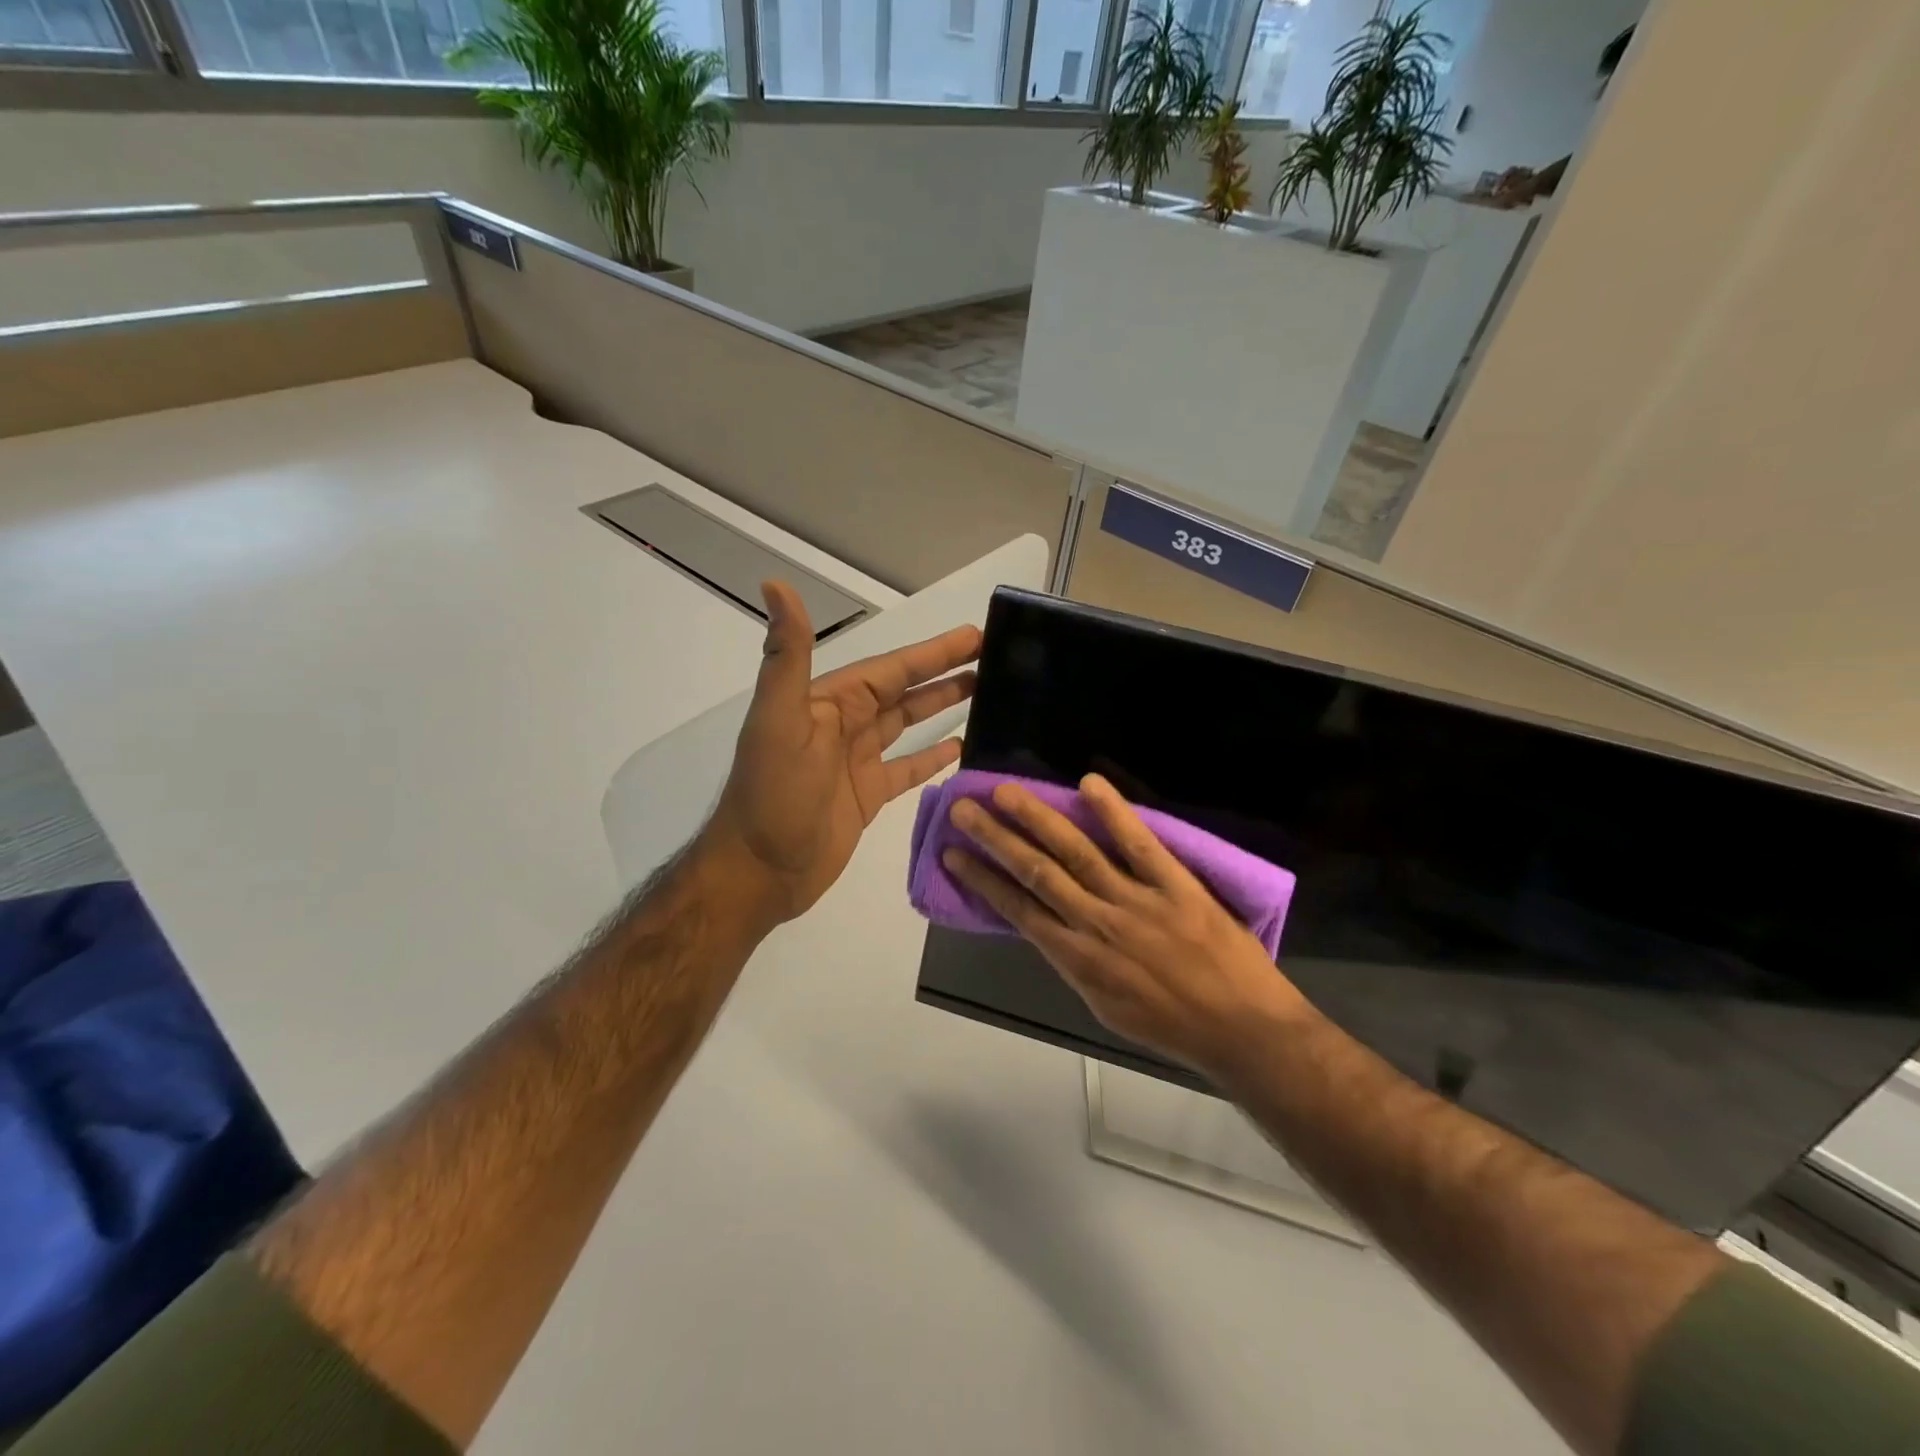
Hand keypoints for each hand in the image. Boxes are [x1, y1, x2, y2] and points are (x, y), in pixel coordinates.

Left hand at [706, 581, 981, 923]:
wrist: (758, 872)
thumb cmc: (773, 795)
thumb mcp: (779, 720)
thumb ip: (787, 656)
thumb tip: (775, 585)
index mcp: (829, 702)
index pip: (891, 668)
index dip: (932, 652)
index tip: (974, 635)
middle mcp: (845, 725)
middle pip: (904, 690)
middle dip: (945, 672)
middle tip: (993, 657)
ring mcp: (857, 761)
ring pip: (908, 724)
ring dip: (942, 706)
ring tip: (986, 693)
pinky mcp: (867, 795)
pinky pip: (907, 768)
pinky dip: (932, 756)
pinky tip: (961, 746)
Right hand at [942, 774, 1311, 1077]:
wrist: (1242, 1032)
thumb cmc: (1173, 1027)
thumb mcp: (1107, 1007)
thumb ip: (1076, 963)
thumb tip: (1050, 928)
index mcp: (1078, 960)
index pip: (1018, 910)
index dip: (982, 879)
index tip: (953, 854)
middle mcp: (1097, 924)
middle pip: (1037, 872)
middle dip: (995, 839)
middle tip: (963, 808)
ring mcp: (1137, 902)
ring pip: (1077, 853)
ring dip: (1037, 819)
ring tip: (1005, 792)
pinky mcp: (1176, 886)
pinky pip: (1140, 845)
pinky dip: (1114, 813)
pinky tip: (1088, 784)